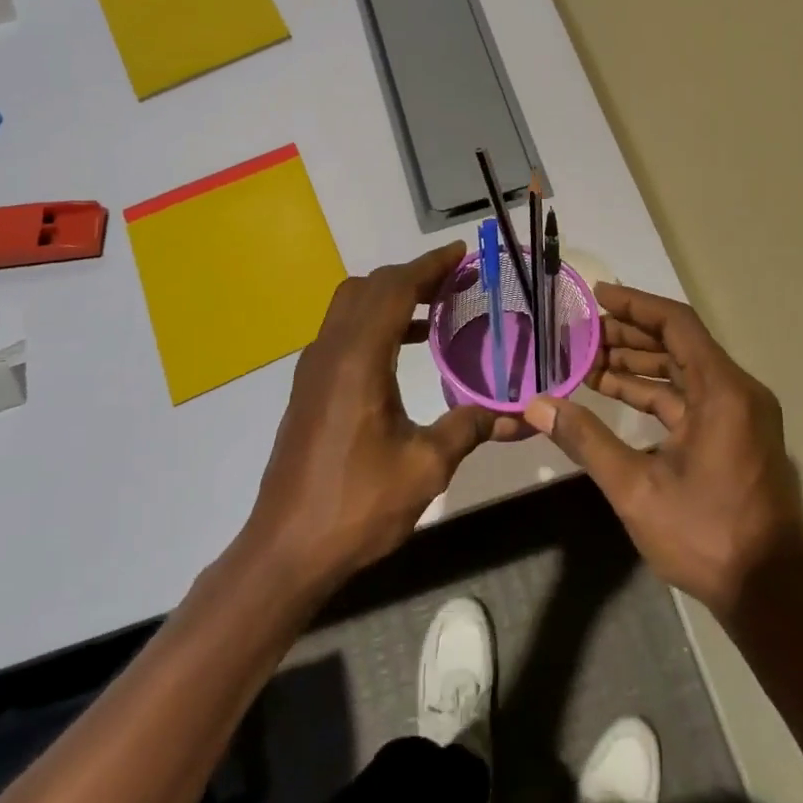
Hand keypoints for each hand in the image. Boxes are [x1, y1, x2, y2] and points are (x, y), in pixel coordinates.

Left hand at [243, 242, 521, 593]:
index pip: (395, 289)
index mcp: (358, 359)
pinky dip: (375, 321)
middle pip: (370, 287)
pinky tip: (404, 349)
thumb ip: (469, 427)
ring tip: (436, 309)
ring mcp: (314, 368)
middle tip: (455, 281)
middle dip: (412, 275)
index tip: (461, 253)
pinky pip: (344, 331)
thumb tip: (515, 414)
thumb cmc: (357, 505)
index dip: (430, 265)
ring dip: (391, 296)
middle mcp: (331, 351)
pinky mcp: (309, 387)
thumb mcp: (425, 467)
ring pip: (351, 305)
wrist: (287, 549)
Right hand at [522, 283, 802, 621]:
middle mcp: (737, 391)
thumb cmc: (706, 536)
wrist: (769, 596)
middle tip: (582, 331)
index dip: (635, 305)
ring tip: (588, 359)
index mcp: (723, 391)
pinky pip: (690, 398)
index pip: (676, 324)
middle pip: (679, 344)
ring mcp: (739, 414)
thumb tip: (538, 405)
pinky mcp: (735, 435)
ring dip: (638, 364)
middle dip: (629, 335)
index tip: (597, 296)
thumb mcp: (637, 488)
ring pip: (683, 371)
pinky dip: (654, 392)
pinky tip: (613, 392)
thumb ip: (587, 440)